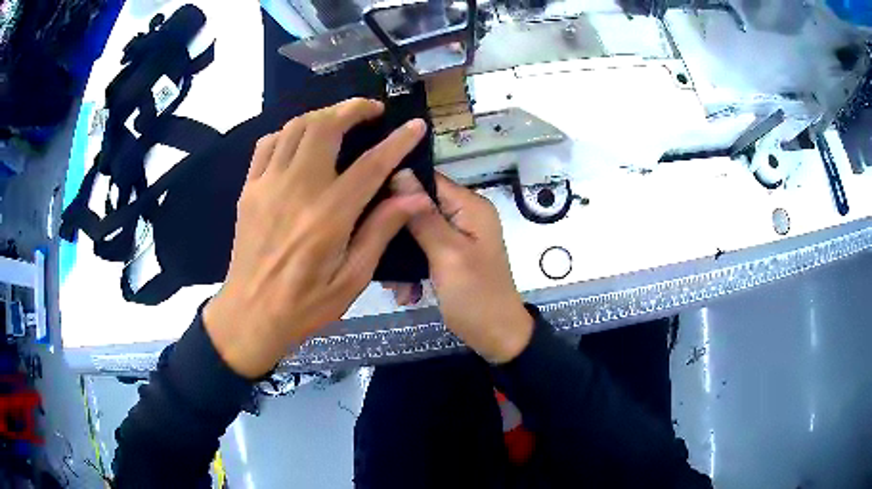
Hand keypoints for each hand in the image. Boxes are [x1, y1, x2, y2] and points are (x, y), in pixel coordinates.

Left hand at [204, 99, 430, 377]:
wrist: (250, 314)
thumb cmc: (305, 304)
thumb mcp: (352, 279)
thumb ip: (381, 231)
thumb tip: (416, 196)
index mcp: (329, 214)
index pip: (371, 164)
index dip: (398, 141)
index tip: (415, 125)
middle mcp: (298, 188)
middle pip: (326, 127)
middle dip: (353, 108)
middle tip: (373, 110)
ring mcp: (268, 184)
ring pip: (296, 127)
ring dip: (322, 115)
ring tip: (340, 120)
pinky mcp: (250, 189)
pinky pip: (268, 144)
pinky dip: (288, 132)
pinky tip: (300, 140)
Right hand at [391, 171, 533, 363]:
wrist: (496, 336)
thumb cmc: (475, 295)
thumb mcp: (447, 255)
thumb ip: (423, 216)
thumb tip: (400, 173)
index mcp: (470, 206)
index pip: (428, 180)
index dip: (397, 187)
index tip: (366, 203)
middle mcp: (464, 215)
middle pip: (418, 207)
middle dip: (396, 232)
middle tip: (375, 254)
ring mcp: (458, 236)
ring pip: (416, 232)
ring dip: (401, 258)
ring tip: (392, 286)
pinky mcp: (450, 255)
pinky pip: (423, 251)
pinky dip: (411, 270)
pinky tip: (405, 293)